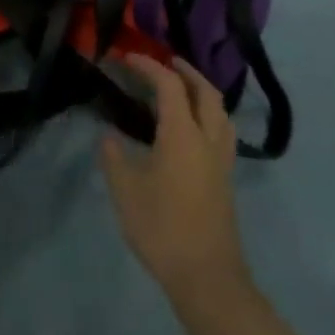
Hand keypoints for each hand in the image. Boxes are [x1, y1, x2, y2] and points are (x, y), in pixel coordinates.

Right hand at [100, 54, 249, 296]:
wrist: (207, 277)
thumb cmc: (162, 228)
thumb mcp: (125, 190)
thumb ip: (115, 157)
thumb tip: (110, 137)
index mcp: (183, 135)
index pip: (169, 86)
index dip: (148, 66)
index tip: (126, 57)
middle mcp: (208, 140)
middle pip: (205, 92)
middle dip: (185, 71)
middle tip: (162, 62)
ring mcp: (222, 161)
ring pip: (220, 112)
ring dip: (201, 92)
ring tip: (179, 88)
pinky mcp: (225, 179)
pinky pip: (221, 131)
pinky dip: (207, 114)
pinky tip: (189, 127)